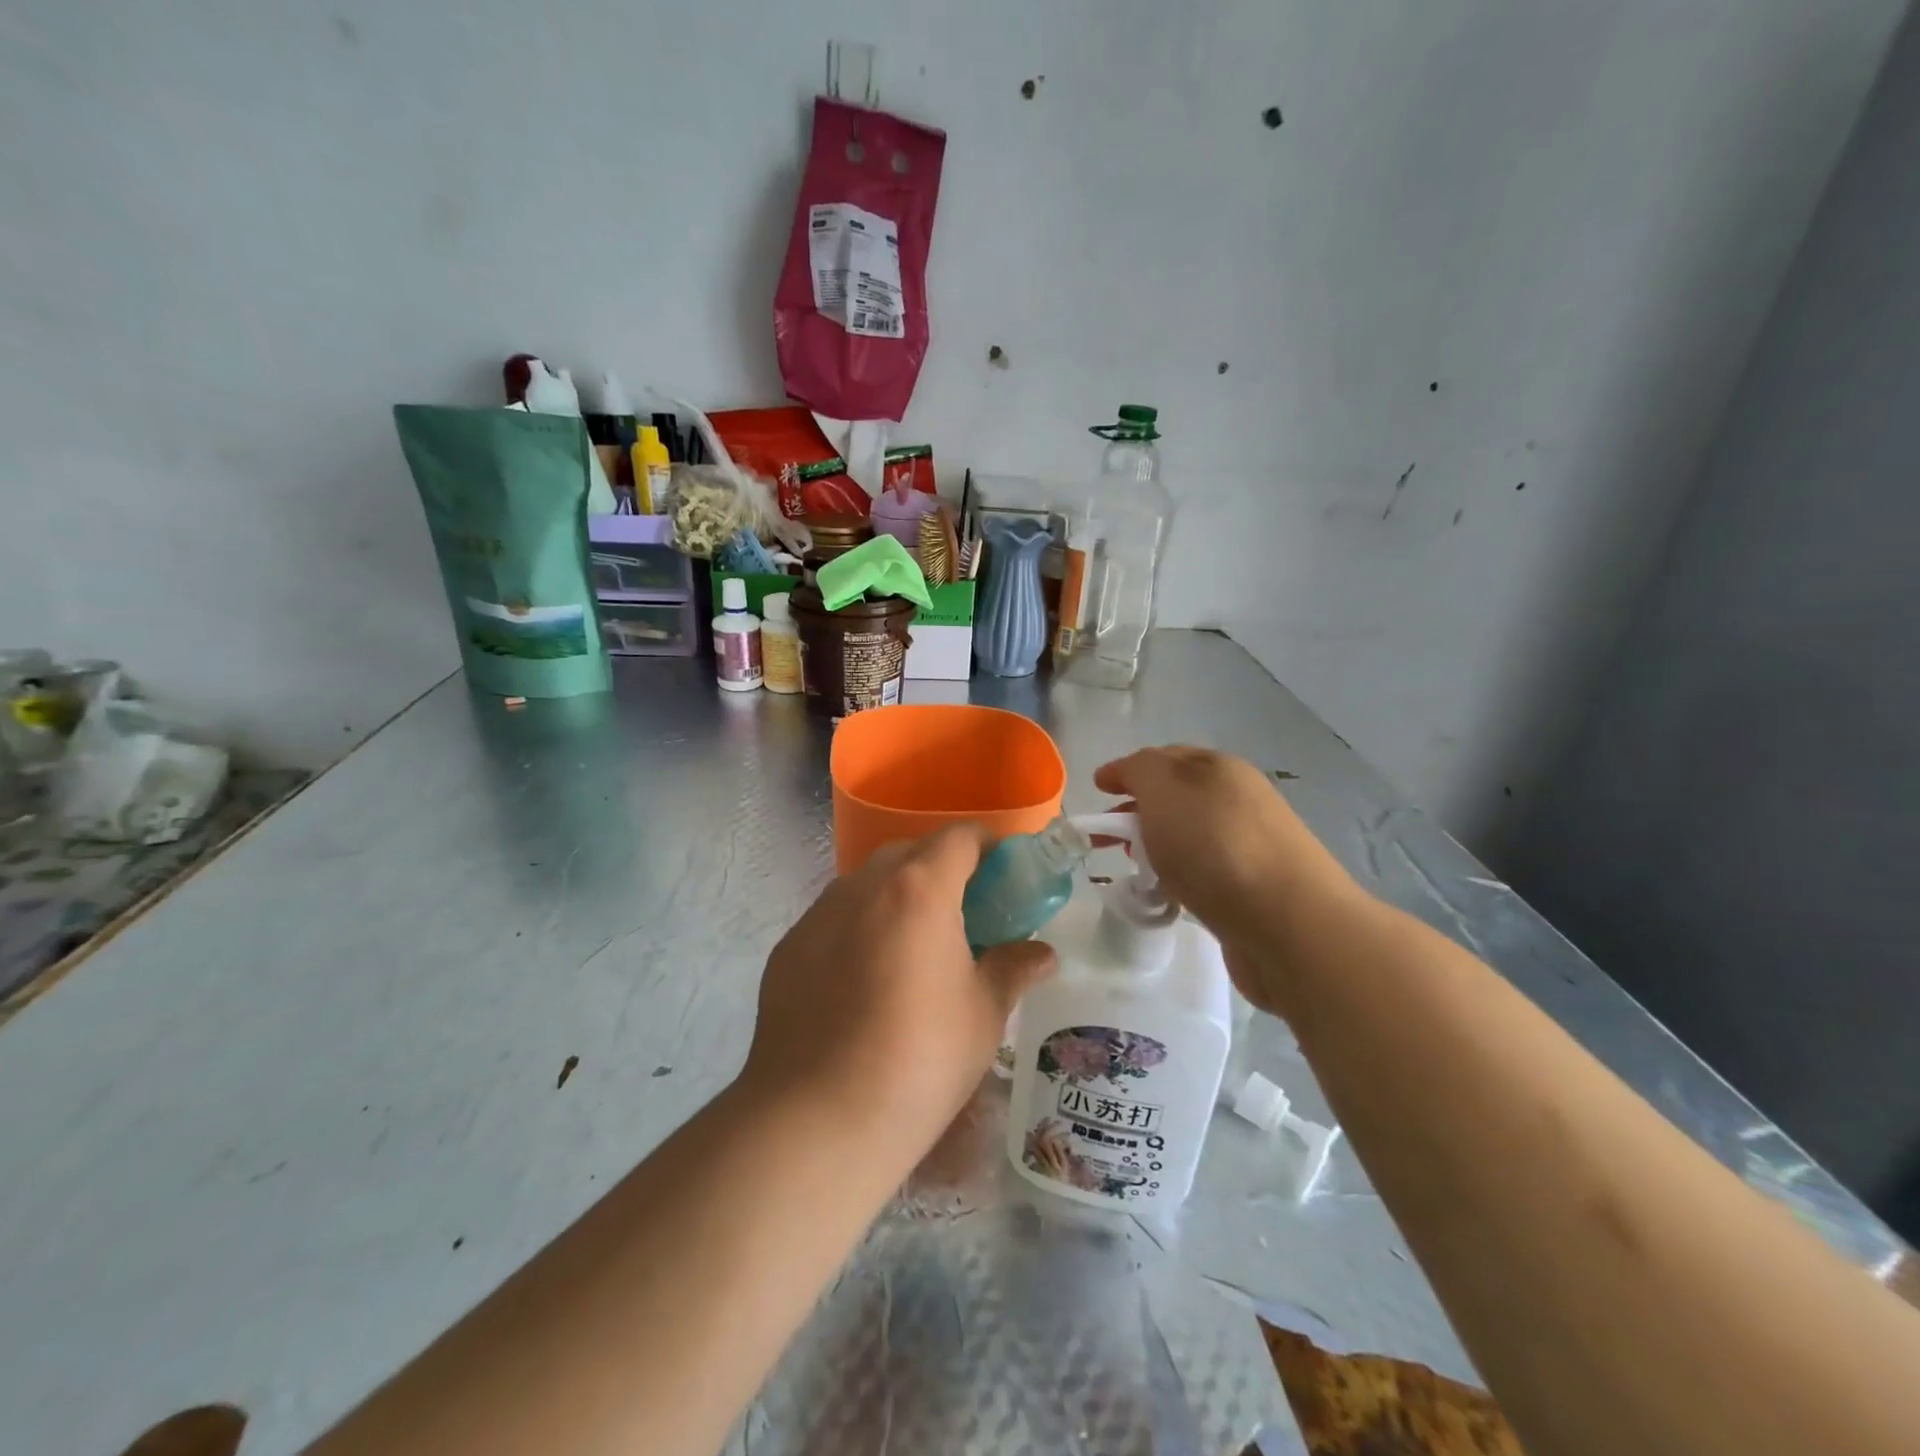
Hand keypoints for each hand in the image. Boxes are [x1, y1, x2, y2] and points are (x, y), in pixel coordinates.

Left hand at [740, 825, 1055, 1166]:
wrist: (817, 1119)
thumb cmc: (920, 1059)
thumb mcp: (983, 1014)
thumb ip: (1012, 969)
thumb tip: (1041, 954)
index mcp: (919, 889)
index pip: (959, 838)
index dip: (988, 846)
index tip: (1005, 873)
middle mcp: (863, 886)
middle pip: (909, 853)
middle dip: (941, 869)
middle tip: (965, 913)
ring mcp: (817, 915)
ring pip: (866, 884)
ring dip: (896, 897)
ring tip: (914, 947)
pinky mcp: (788, 949)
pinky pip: (833, 920)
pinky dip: (859, 929)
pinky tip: (865, 981)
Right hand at [1094, 746, 1357, 1009]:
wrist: (1288, 923)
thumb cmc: (1215, 845)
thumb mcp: (1163, 788)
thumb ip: (1139, 770)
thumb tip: (1130, 775)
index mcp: (1219, 768)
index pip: (1164, 757)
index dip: (1127, 770)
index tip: (1097, 790)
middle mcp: (1239, 799)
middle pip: (1177, 796)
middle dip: (1137, 809)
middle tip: (1105, 835)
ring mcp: (1251, 845)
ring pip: (1190, 835)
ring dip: (1157, 843)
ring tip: (1133, 867)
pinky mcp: (1255, 889)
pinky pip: (1205, 871)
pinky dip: (1180, 875)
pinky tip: (1169, 895)